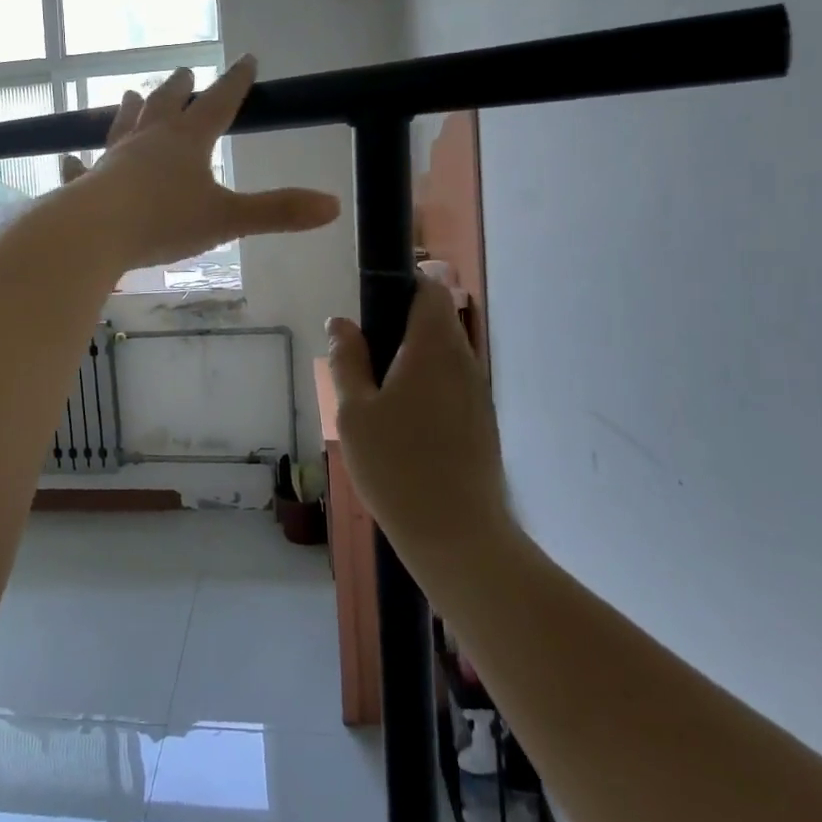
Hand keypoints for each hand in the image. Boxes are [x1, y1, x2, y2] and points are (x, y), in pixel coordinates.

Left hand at [79, 56, 339, 270]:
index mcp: (186, 141)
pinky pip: (83, 169)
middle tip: (184, 72)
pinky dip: (79, 164)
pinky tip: (69, 159)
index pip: (219, 102)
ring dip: (131, 110)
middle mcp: (149, 140)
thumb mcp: (227, 218)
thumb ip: (277, 211)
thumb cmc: (164, 221)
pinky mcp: (88, 183)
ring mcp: (114, 159)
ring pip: (124, 125)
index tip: (246, 59)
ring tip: (131, 95)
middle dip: (179, 88)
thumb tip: (333, 205)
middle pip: (167, 104)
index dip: (235, 82)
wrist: (96, 231)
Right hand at [326, 276, 515, 563]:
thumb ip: (347, 360)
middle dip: (399, 327)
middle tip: (361, 358)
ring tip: (376, 394)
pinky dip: (426, 386)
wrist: (458, 536)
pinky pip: (451, 384)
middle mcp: (464, 361)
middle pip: (436, 321)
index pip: (429, 290)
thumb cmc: (398, 466)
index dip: (401, 285)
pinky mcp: (481, 422)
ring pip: (443, 355)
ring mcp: (477, 393)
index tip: (369, 306)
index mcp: (433, 348)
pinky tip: (401, 423)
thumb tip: (340, 323)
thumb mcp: (354, 412)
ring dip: (411, 359)